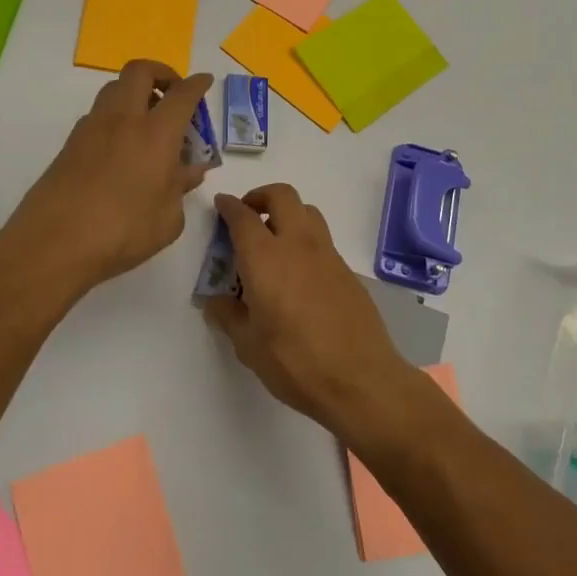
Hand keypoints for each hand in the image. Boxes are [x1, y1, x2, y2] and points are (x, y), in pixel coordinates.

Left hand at [6, 61, 213, 292]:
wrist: (53, 244)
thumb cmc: (122, 232)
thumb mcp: (168, 219)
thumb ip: (181, 188)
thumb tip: (190, 171)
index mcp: (156, 133)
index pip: (182, 94)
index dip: (197, 84)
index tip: (204, 82)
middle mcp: (123, 120)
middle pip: (140, 71)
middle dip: (161, 73)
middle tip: (173, 94)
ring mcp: (91, 128)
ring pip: (114, 88)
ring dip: (135, 93)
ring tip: (148, 123)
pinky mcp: (69, 144)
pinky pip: (98, 115)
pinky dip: (116, 118)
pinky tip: (123, 149)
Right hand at [202, 184, 423, 445]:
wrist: (360, 379)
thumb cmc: (295, 362)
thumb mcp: (248, 346)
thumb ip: (228, 316)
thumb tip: (216, 301)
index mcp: (265, 259)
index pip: (243, 217)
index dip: (229, 206)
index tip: (221, 204)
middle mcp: (297, 245)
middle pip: (282, 196)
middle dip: (261, 196)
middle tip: (248, 214)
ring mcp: (327, 255)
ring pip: (307, 211)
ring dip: (287, 213)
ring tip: (273, 240)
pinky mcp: (347, 271)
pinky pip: (322, 239)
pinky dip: (305, 239)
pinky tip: (297, 272)